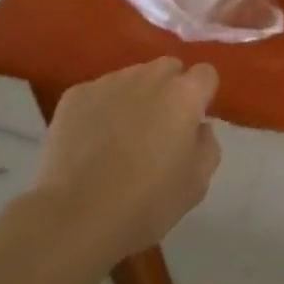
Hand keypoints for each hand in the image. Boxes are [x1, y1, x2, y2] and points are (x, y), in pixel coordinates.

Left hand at [30, 57, 221, 259]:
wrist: (76, 216)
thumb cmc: (146, 202)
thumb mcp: (197, 183)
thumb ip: (207, 144)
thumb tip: (198, 126)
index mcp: (184, 94)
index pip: (205, 73)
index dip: (202, 95)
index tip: (192, 121)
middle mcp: (149, 77)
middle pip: (167, 68)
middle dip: (169, 88)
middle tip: (159, 126)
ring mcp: (109, 82)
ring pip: (131, 77)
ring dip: (134, 96)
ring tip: (120, 135)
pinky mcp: (75, 95)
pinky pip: (97, 93)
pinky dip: (99, 109)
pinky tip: (90, 141)